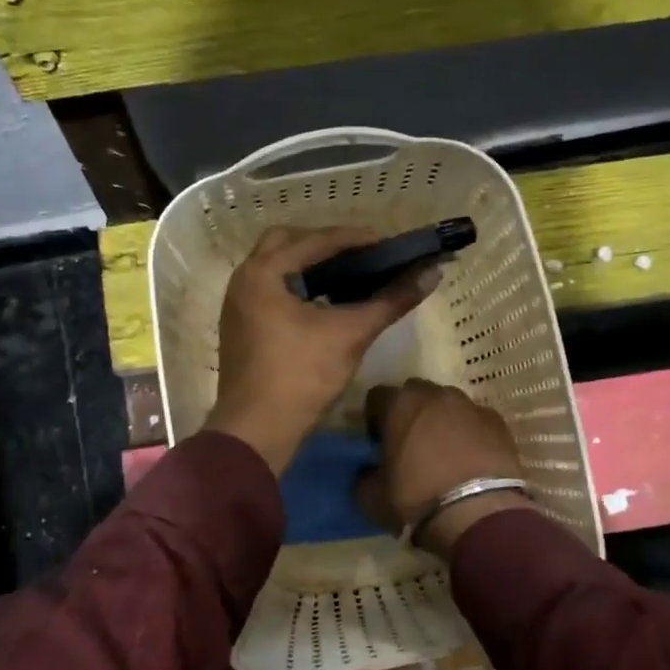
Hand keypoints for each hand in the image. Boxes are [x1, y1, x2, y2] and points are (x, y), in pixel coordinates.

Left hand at [204, 226, 436, 474]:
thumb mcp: (350, 335)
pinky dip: (297, 285)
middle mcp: (244, 278)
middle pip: (288, 242)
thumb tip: (431, 274)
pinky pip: (271, 288)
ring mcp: (238, 302)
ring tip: (349, 274)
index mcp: (264, 272)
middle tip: (363, 256)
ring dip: (310, 264)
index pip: (315, 240)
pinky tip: (326, 300)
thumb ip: (390, 300)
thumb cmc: (301, 376)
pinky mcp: (241, 324)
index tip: (389, 244)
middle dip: (326, 244)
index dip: (355, 239)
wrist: (256, 430)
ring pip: (277, 266)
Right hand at [357, 379, 529, 557]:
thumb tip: (367, 472)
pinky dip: (471, 433)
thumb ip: (364, 477)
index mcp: (399, 404)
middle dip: (410, 413)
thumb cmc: (417, 500)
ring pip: (449, 405)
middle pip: (416, 394)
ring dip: (442, 420)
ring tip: (444, 453)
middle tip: (410, 444)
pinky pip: (476, 420)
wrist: (479, 514)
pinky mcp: (498, 423)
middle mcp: (435, 395)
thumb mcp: (371, 497)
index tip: (378, 442)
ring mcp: (471, 405)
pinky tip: (471, 459)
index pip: (376, 396)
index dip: (375, 418)